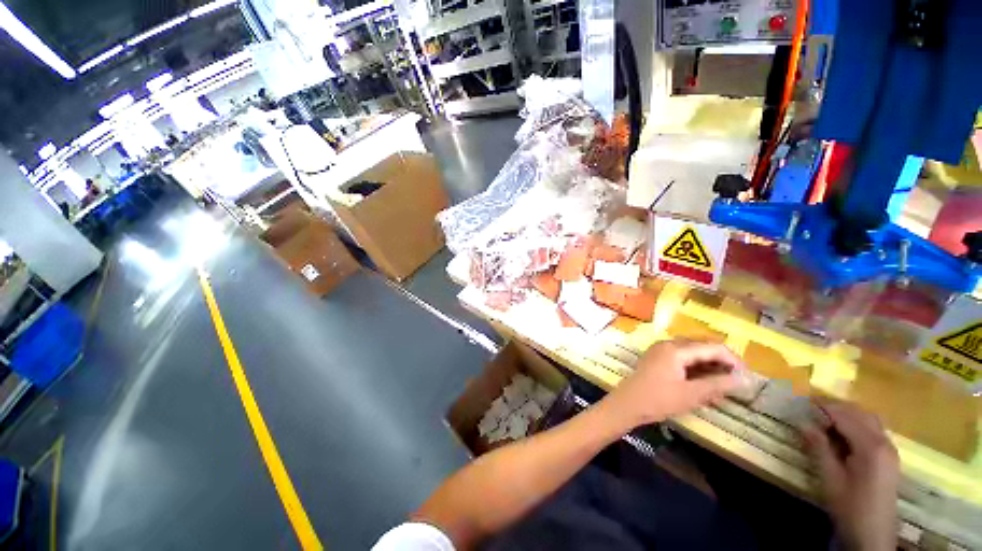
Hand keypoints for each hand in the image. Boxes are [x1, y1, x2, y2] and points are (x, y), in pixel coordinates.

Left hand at [603, 340, 744, 428]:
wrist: (627, 404)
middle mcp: (668, 344)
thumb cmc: (658, 400)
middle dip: (722, 364)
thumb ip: (718, 385)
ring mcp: (661, 350)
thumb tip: (745, 379)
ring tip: (722, 389)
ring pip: (693, 355)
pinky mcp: (658, 359)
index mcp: (676, 349)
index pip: (713, 347)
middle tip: (736, 383)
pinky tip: (705, 388)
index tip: (746, 378)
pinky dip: (696, 371)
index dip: (733, 360)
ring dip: (710, 369)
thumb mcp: (691, 395)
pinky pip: (682, 360)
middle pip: (703, 348)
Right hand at [802, 398, 898, 550]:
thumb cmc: (850, 506)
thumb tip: (803, 423)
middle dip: (837, 407)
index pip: (846, 416)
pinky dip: (857, 424)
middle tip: (812, 407)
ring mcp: (890, 450)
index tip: (804, 400)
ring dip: (848, 414)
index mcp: (871, 447)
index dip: (824, 406)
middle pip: (861, 414)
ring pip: (869, 420)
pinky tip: (843, 433)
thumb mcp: (830, 479)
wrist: (873, 535)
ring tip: (825, 418)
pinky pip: (874, 431)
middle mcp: (884, 443)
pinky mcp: (889, 458)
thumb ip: (819, 448)